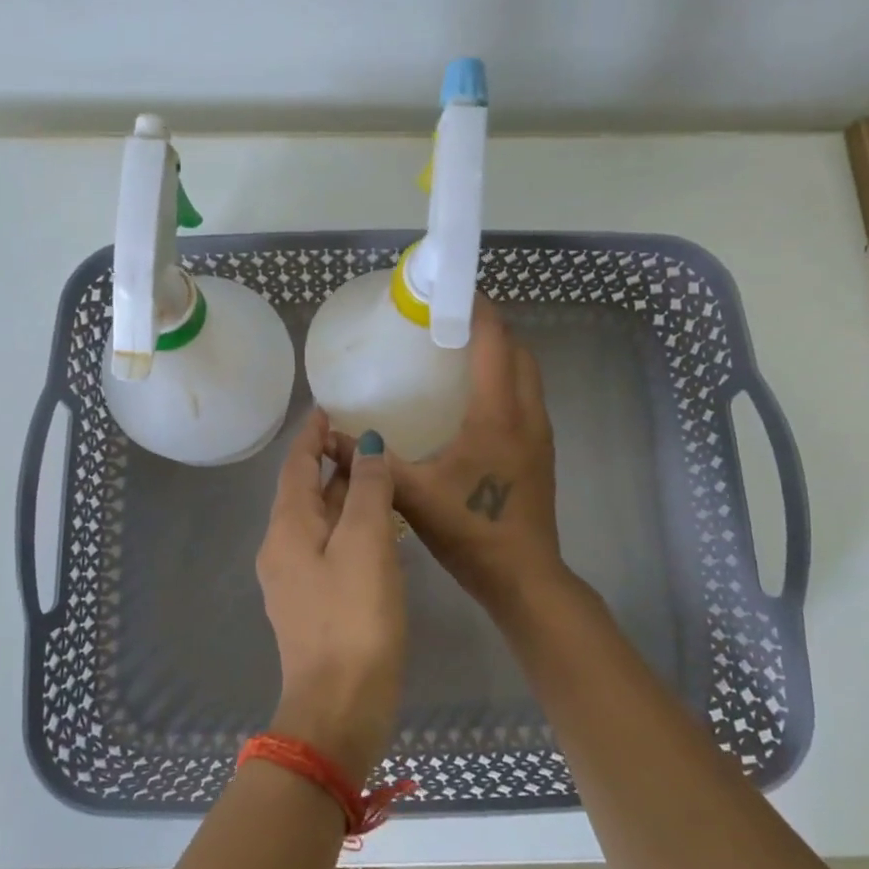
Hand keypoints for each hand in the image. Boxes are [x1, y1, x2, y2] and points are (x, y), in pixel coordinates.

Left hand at [256, 408, 406, 779]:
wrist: (339, 709)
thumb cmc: (354, 619)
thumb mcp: (366, 544)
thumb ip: (368, 490)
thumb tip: (366, 446)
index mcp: (288, 528)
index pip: (295, 466)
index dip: (311, 435)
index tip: (327, 409)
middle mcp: (282, 548)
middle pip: (303, 491)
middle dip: (328, 461)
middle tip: (363, 438)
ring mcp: (295, 579)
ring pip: (317, 520)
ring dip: (341, 493)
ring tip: (374, 473)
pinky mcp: (313, 604)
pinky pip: (328, 547)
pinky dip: (348, 525)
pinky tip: (375, 528)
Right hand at [388, 299, 568, 621]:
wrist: (524, 577)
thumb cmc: (472, 530)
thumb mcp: (413, 494)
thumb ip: (370, 463)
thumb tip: (328, 438)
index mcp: (498, 414)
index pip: (494, 342)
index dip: (477, 309)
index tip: (450, 291)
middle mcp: (527, 414)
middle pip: (518, 351)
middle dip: (490, 327)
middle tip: (449, 322)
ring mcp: (539, 434)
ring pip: (527, 375)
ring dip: (501, 354)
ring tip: (460, 352)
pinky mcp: (540, 452)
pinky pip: (526, 398)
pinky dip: (506, 381)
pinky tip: (473, 400)